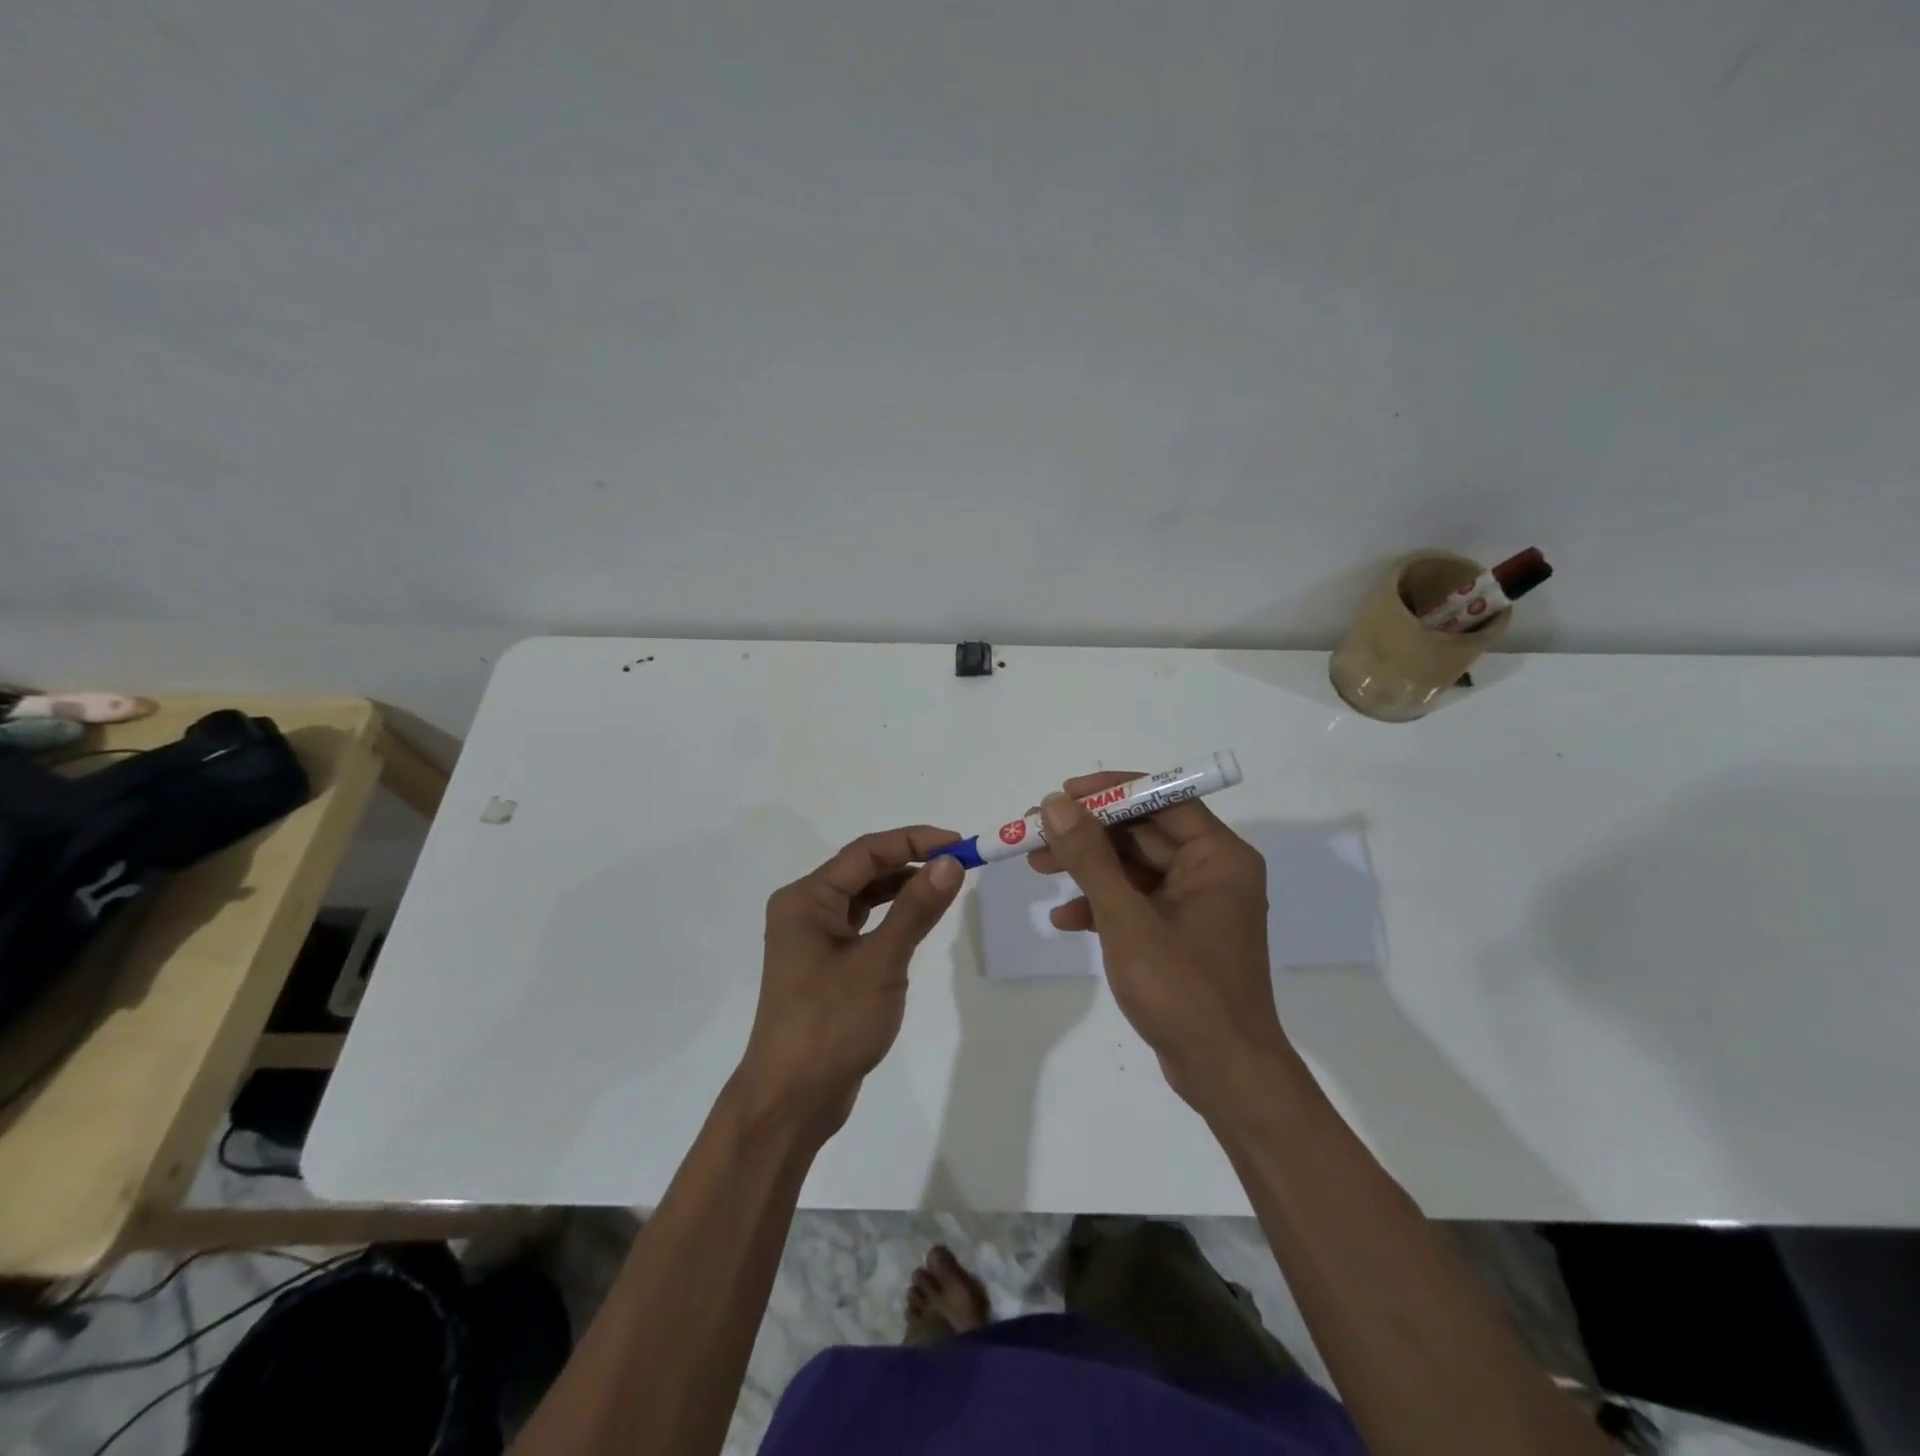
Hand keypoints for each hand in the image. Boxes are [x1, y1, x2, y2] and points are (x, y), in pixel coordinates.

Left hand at [737, 827, 964, 1143]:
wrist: (791, 1100)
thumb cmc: (830, 1024)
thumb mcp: (880, 962)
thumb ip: (916, 909)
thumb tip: (951, 862)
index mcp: (806, 898)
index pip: (866, 852)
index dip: (914, 841)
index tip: (960, 843)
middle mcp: (805, 909)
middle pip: (863, 870)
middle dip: (911, 862)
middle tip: (960, 863)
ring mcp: (813, 939)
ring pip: (864, 897)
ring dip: (903, 889)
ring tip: (946, 886)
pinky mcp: (825, 965)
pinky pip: (863, 925)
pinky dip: (891, 917)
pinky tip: (918, 921)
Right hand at [1031, 776, 1286, 1115]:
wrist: (1224, 1075)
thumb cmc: (1182, 990)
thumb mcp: (1126, 919)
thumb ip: (1090, 858)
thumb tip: (1055, 804)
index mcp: (1218, 857)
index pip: (1162, 799)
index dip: (1109, 792)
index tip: (1061, 794)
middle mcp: (1212, 872)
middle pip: (1142, 832)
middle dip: (1087, 833)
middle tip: (1034, 832)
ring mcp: (1196, 904)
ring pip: (1134, 867)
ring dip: (1087, 867)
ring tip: (1036, 867)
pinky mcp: (1180, 933)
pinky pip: (1136, 902)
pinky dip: (1101, 905)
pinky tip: (1065, 919)